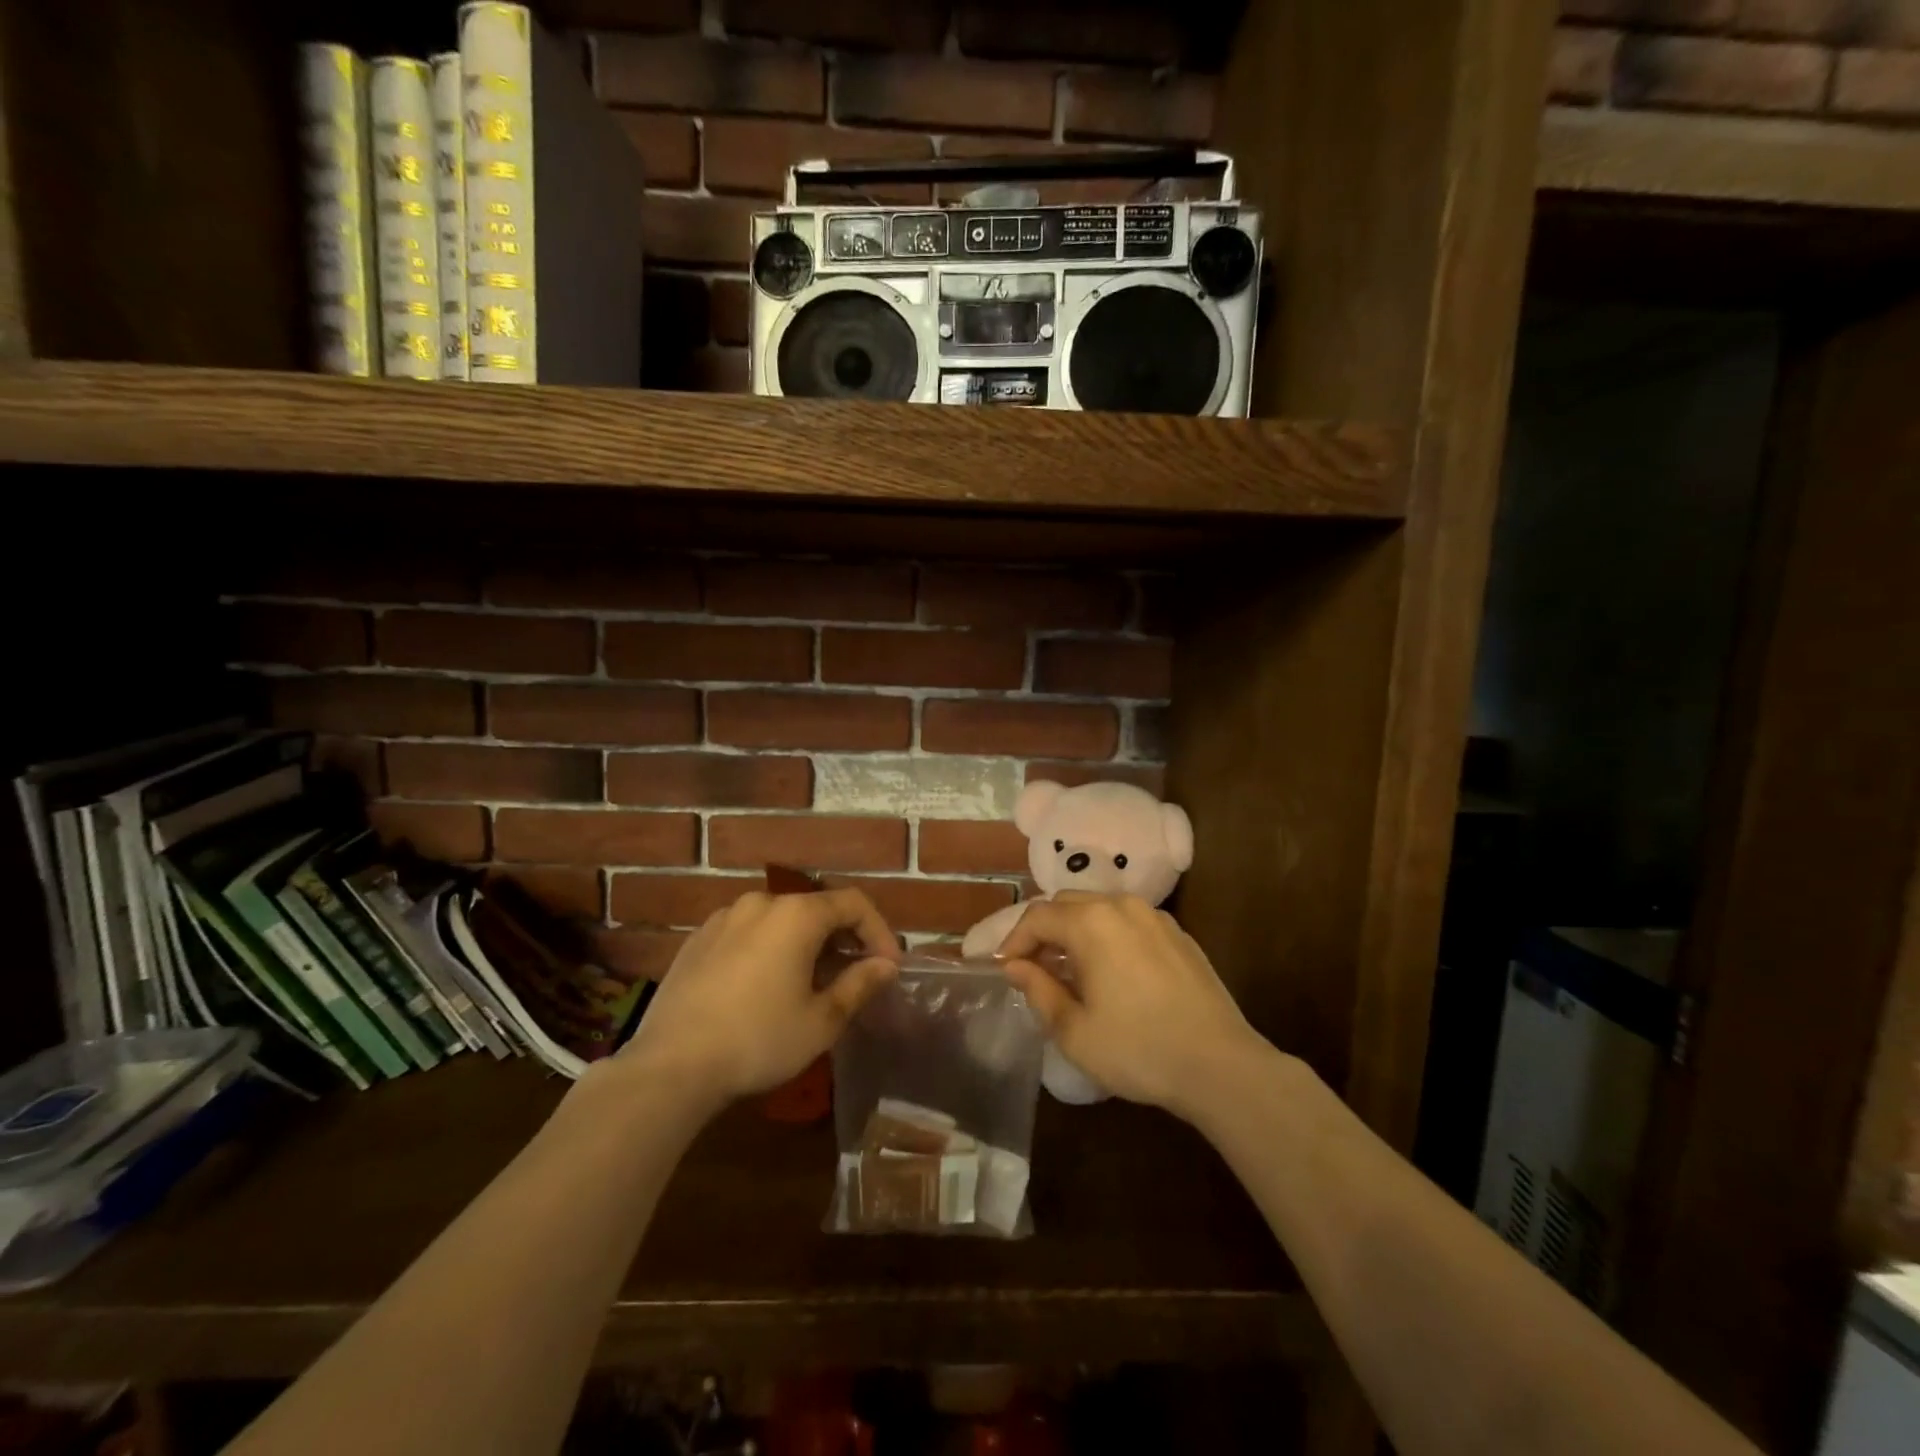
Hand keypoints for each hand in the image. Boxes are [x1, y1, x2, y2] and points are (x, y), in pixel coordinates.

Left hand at [622, 888, 901, 1104]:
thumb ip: (859, 984)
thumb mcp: (821, 1020)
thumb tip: (886, 965)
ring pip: (780, 920)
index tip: (888, 967)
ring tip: (810, 982)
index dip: (879, 931)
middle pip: (816, 908)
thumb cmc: (758, 1040)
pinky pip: (747, 933)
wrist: (670, 1066)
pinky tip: (764, 986)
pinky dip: (769, 948)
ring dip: (804, 943)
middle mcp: (761, 902)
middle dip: (842, 938)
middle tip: (854, 976)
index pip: (853, 903)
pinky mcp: (697, 939)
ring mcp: (724, 918)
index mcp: (796, 914)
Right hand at [996, 892, 1259, 1116]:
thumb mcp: (1074, 1031)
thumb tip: (1016, 966)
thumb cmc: (1137, 1049)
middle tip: (1033, 968)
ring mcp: (1154, 916)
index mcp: (1091, 923)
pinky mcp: (1177, 933)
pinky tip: (1110, 972)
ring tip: (1069, 971)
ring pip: (1099, 909)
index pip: (1037, 916)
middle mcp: (1121, 906)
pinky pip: (1128, 921)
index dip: (1014, 940)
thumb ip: (1038, 990)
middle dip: (1043, 931)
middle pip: (1067, 904)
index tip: (1004, 969)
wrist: (1220, 1065)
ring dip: (1075, 931)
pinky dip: (1106, 935)